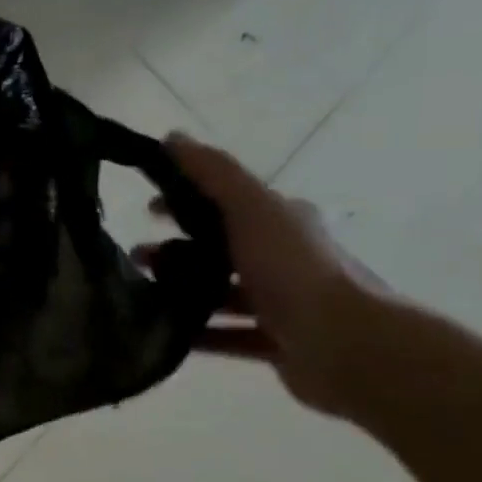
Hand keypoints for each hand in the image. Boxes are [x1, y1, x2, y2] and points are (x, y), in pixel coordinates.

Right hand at [137, 134, 387, 415]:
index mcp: (282, 222)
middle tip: (135, 256)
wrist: (346, 345)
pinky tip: (164, 334)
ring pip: (221, 292)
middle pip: (220, 248)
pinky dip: (197, 332)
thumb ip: (213, 173)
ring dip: (182, 289)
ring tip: (141, 294)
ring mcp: (283, 303)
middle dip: (176, 249)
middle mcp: (285, 258)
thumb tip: (173, 137)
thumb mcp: (250, 208)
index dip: (186, 200)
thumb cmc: (294, 269)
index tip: (147, 209)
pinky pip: (227, 335)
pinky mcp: (277, 342)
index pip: (227, 202)